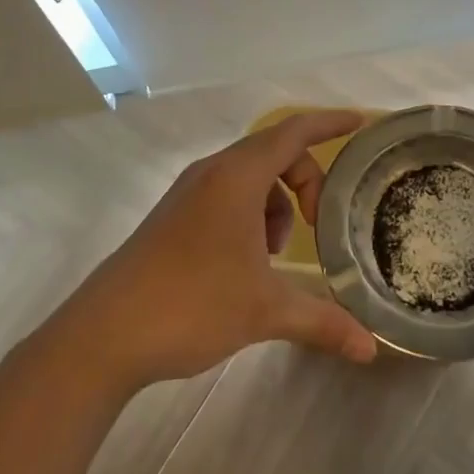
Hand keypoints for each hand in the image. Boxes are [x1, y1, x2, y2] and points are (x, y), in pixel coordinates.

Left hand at [61, 111, 380, 391]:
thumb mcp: (264, 310)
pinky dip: (249, 216)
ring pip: (249, 177)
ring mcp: (187, 194)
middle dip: (306, 181)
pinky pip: (226, 196)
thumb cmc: (191, 305)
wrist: (103, 336)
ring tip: (275, 255)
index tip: (361, 123)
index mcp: (237, 177)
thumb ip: (323, 322)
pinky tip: (246, 264)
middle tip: (322, 223)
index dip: (330, 123)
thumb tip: (370, 349)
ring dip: (276, 204)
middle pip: (273, 152)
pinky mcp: (172, 217)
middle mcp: (212, 173)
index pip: (294, 132)